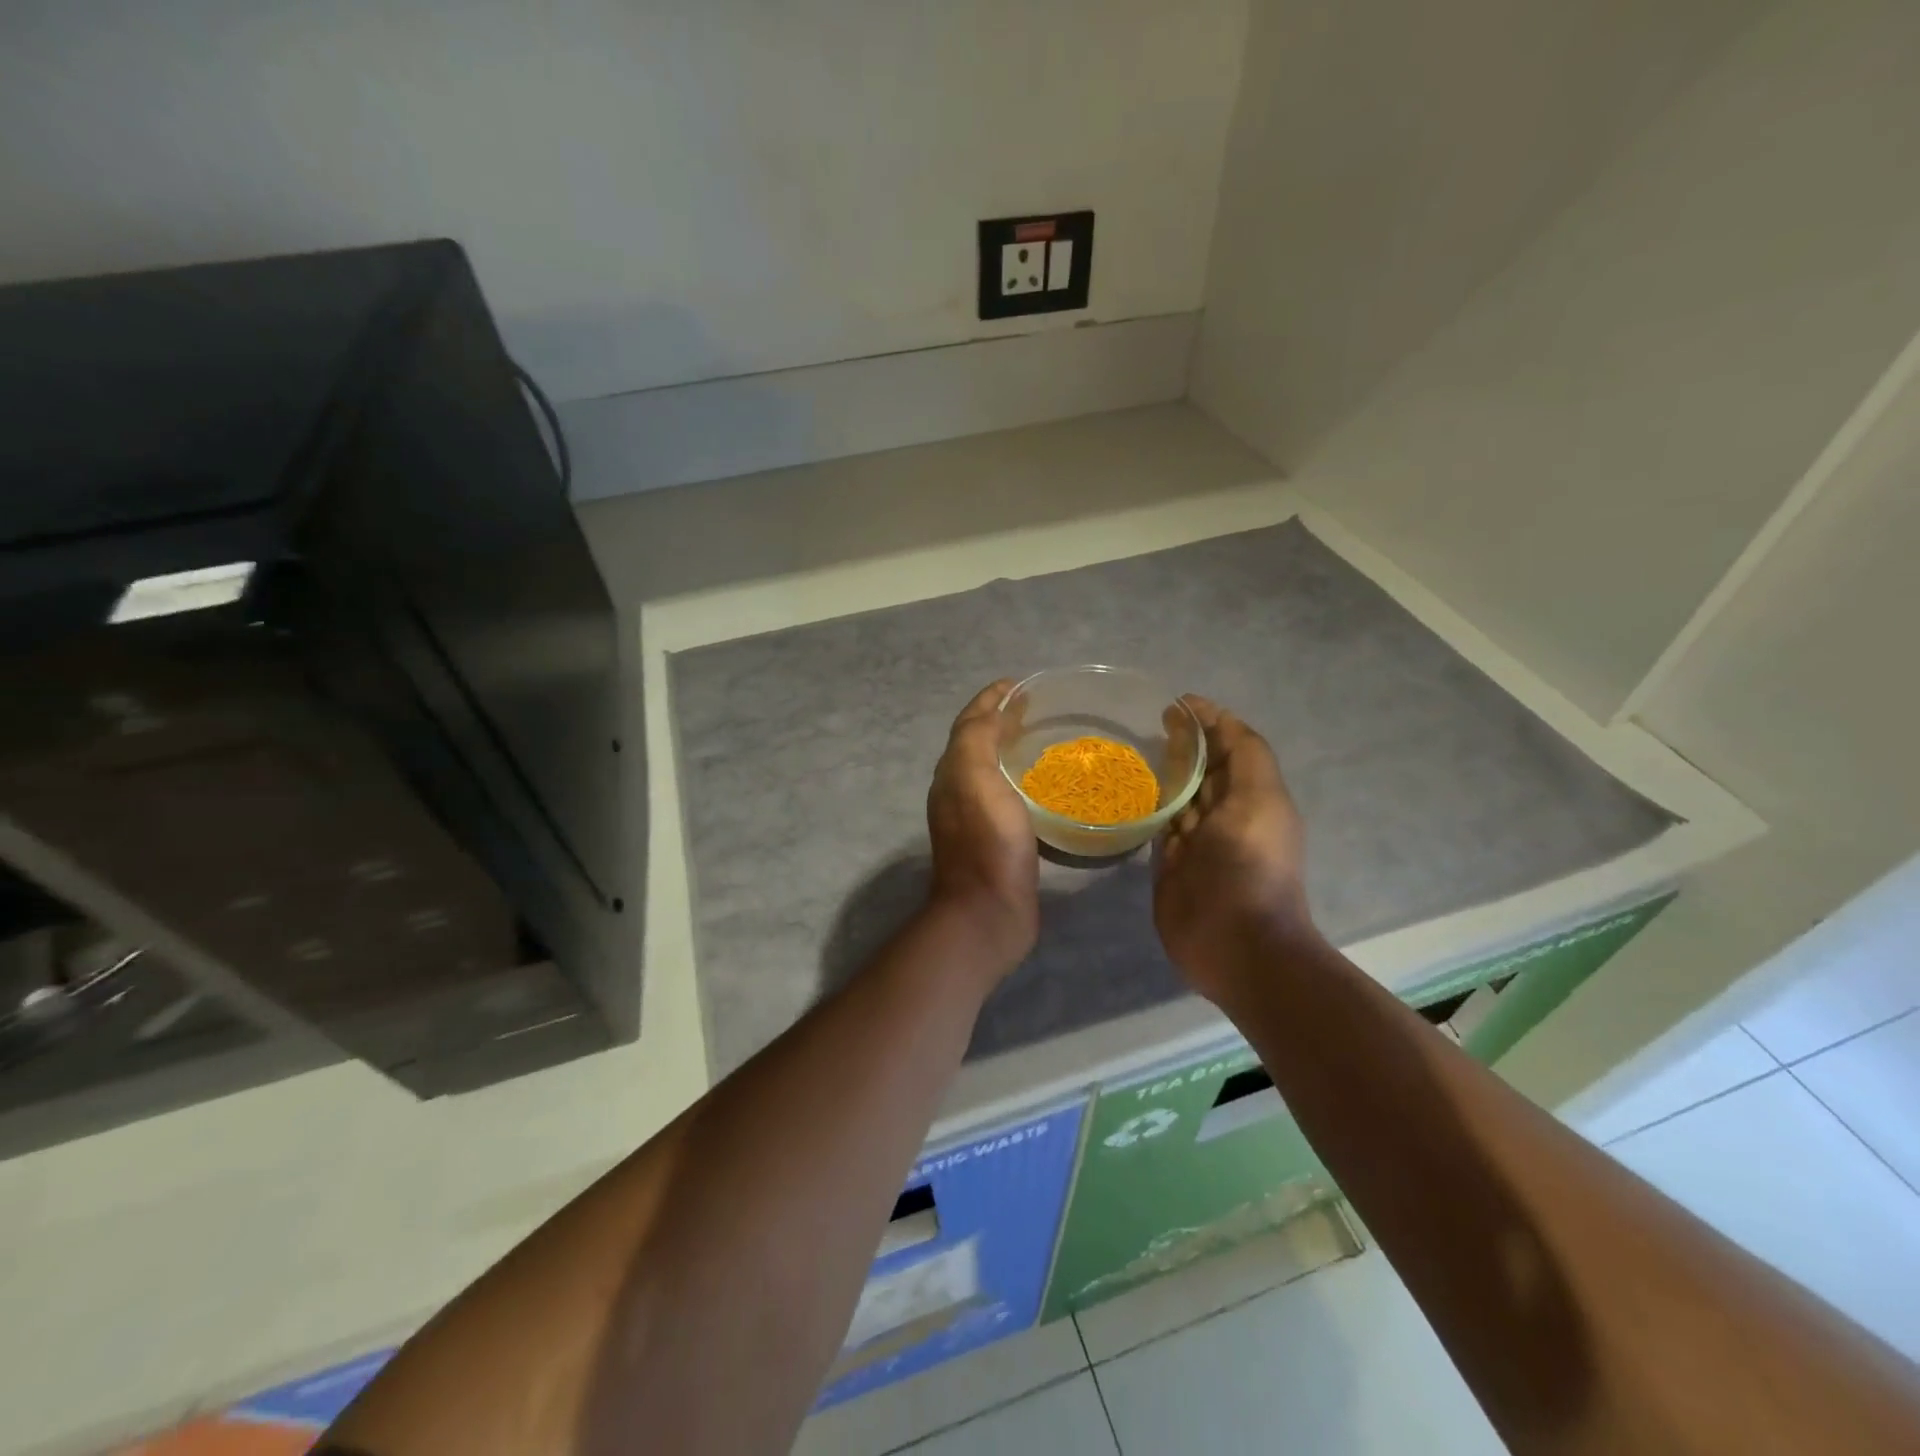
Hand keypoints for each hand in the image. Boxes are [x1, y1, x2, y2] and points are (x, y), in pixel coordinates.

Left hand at [926, 681, 1040, 970]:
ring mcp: (977, 817)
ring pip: (992, 769)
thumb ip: (975, 739)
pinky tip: (1047, 784)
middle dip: (1000, 720)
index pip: (969, 723)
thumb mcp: (975, 779)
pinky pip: (1008, 795)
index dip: (990, 699)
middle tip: (1035, 708)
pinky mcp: (999, 839)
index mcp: (952, 772)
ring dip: (1011, 748)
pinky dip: (1022, 779)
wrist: (988, 912)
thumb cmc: (986, 842)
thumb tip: (991, 712)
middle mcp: (959, 790)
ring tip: (1043, 737)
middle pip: (977, 743)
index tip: (1018, 684)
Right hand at [1153, 696, 1317, 1002]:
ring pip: (1178, 795)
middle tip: (1150, 719)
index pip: (1232, 747)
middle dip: (1184, 741)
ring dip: (1162, 771)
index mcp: (1252, 796)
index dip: (1210, 721)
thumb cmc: (1251, 866)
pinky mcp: (1168, 864)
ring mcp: (1194, 841)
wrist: (1237, 944)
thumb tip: (1218, 720)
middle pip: (1203, 768)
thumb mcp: (1260, 801)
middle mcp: (1224, 814)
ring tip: (1131, 746)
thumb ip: (1247, 757)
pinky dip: (1145, 806)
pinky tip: (1123, 790)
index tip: (1177, 701)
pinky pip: (1156, 826)